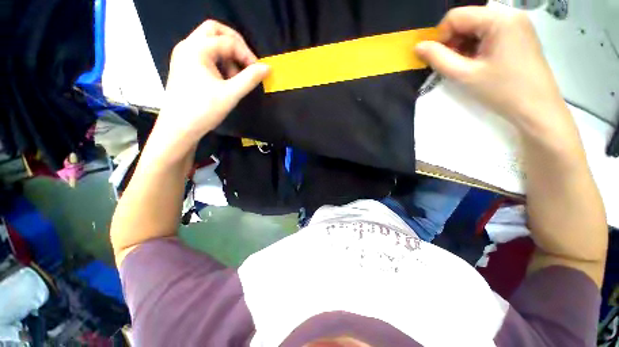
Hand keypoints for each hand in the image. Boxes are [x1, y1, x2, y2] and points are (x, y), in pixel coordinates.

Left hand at [154, 20, 269, 153]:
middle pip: (215, 31)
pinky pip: (206, 55)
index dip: (246, 54)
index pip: (227, 41)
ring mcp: (185, 56)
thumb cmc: (203, 110)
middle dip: (235, 43)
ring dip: (228, 54)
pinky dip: (219, 61)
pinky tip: (225, 79)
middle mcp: (188, 46)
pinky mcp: (186, 66)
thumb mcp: (230, 94)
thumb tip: (267, 68)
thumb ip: (250, 79)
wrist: (179, 128)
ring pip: (210, 42)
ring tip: (236, 77)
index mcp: (196, 49)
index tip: (258, 71)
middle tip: (247, 61)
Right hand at [415, 6, 569, 133]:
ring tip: (465, 67)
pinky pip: (489, 33)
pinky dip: (476, 47)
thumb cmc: (502, 91)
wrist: (537, 109)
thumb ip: (438, 59)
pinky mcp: (519, 34)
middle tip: (451, 65)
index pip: (456, 16)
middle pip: (467, 20)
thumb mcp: (464, 75)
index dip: (441, 37)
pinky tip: (477, 63)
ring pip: (476, 27)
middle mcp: (509, 14)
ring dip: (464, 46)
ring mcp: (516, 24)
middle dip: (453, 42)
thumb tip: (418, 47)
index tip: (438, 59)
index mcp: (499, 19)